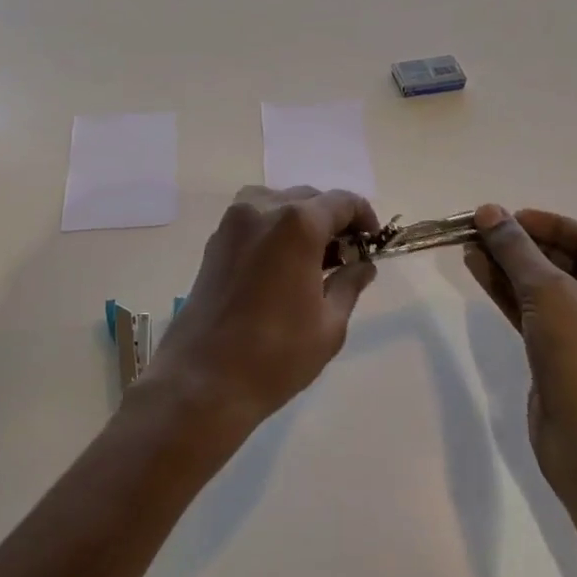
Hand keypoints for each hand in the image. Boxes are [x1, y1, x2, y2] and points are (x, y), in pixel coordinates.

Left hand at [144, 186, 379, 437]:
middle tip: (347, 255)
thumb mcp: (329, 325)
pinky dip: (273, 227)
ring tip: (313, 257)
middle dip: (332, 219)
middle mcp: (262, 209)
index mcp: (297, 224)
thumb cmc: (275, 355)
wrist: (203, 379)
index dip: (363, 216)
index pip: (341, 202)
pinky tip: (281, 263)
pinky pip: (253, 218)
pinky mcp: (215, 241)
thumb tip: (363, 266)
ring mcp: (233, 223)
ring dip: (300, 219)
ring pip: (277, 202)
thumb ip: (349, 285)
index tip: (373, 242)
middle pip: (308, 198)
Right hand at [464, 204, 576, 496]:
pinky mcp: (567, 358)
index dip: (547, 224)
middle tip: (482, 230)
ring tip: (470, 245)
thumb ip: (516, 248)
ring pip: (547, 288)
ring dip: (509, 266)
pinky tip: (478, 271)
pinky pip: (537, 313)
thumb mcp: (549, 292)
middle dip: (522, 245)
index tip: (506, 217)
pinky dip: (509, 293)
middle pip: (567, 262)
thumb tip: (489, 212)